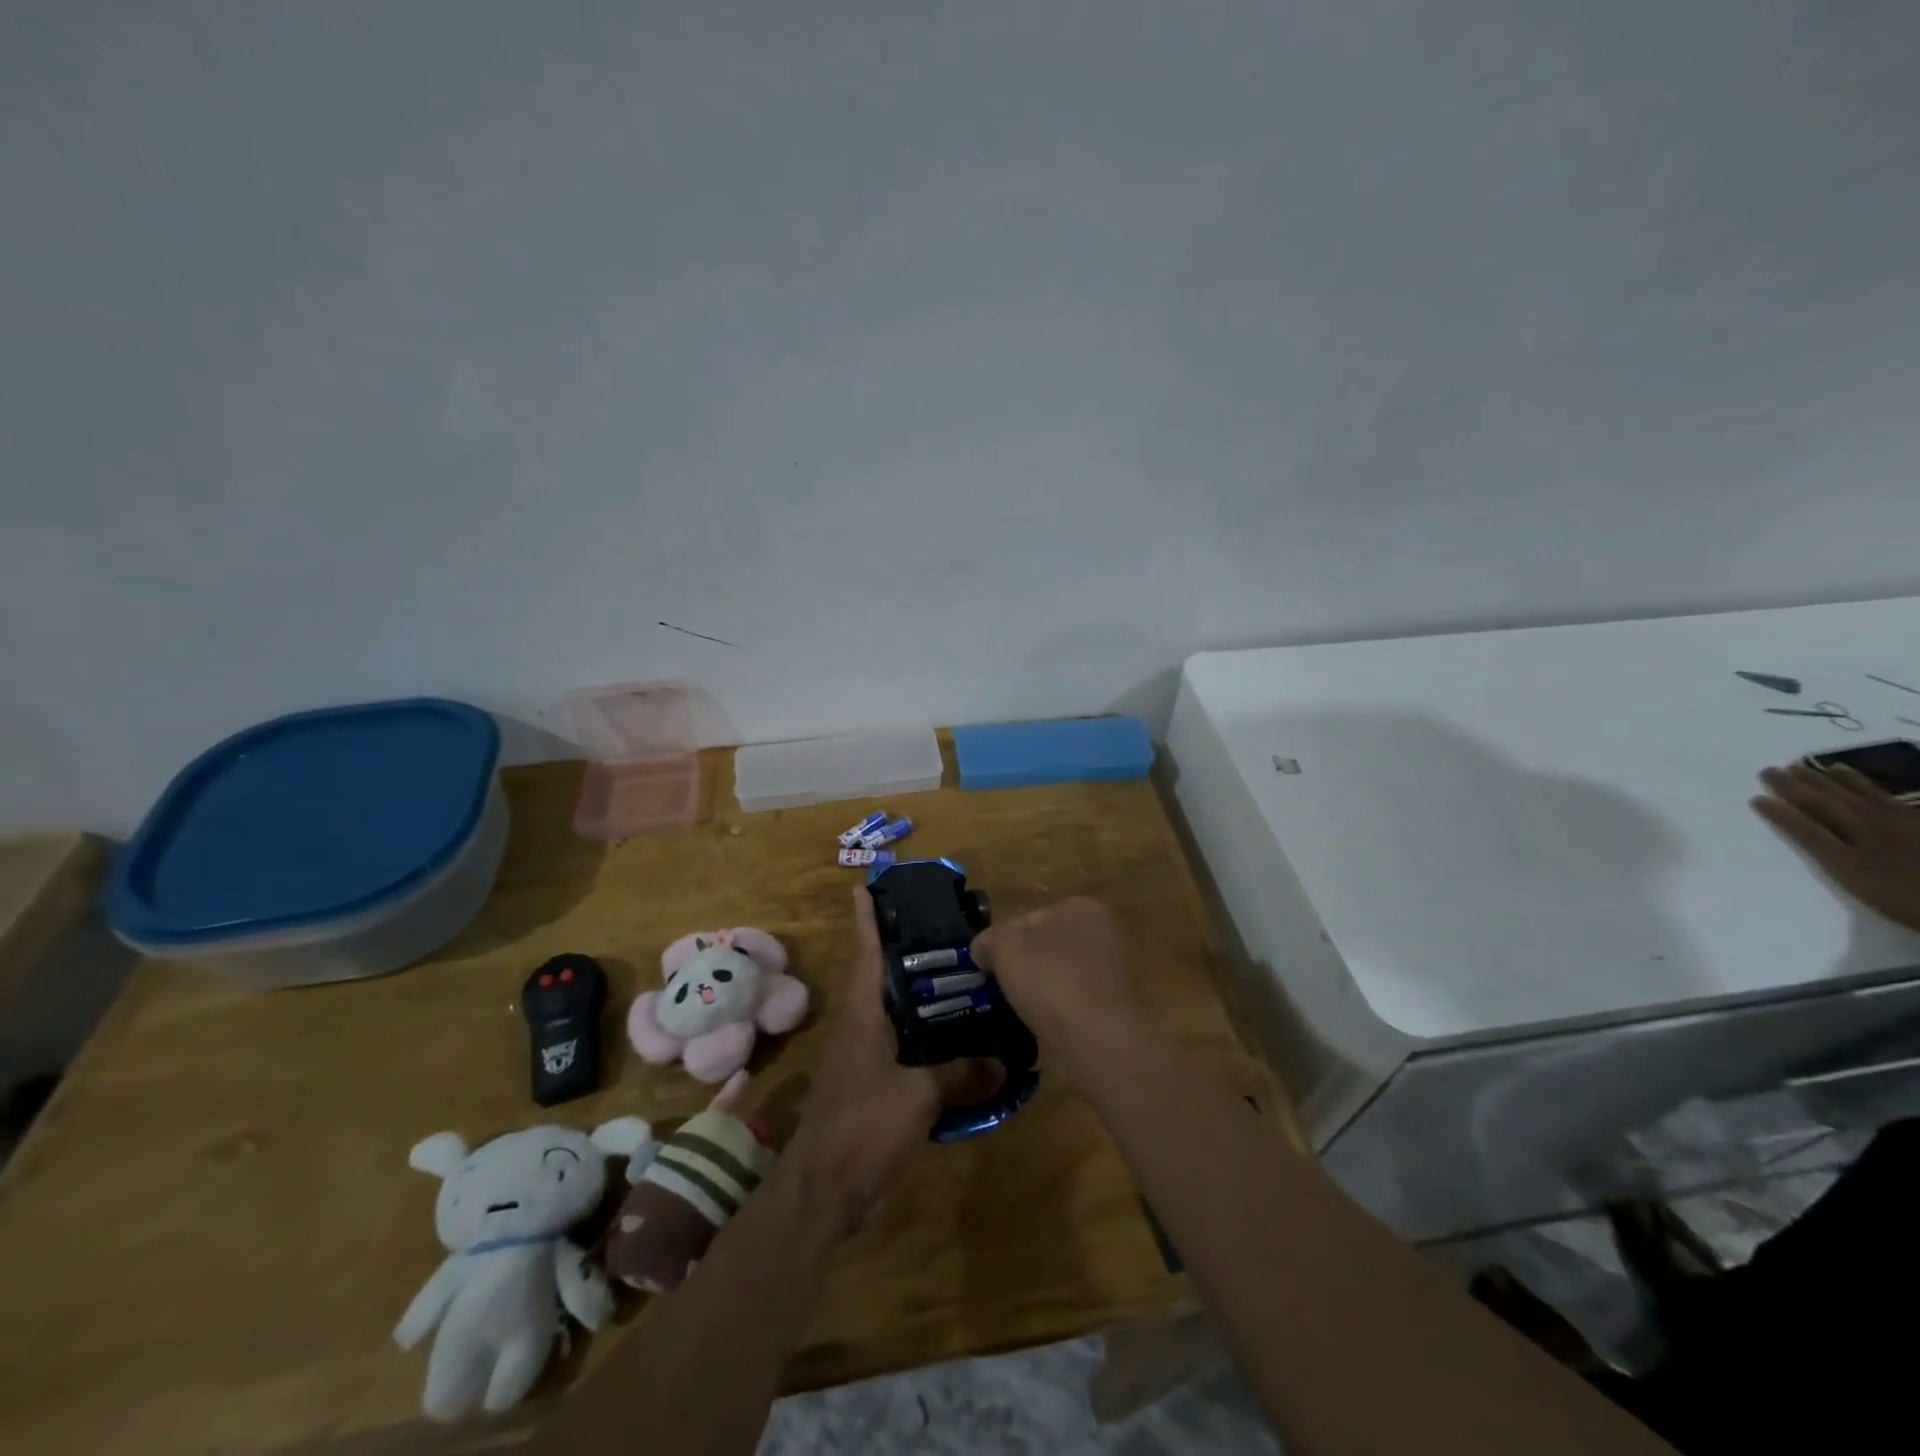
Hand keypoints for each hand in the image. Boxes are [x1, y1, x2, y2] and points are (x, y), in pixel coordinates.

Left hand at [785, 888, 1000, 1235]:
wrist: (824, 1193)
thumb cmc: (861, 1127)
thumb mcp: (916, 1096)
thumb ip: (959, 1074)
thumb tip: (1003, 1063)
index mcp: (862, 1015)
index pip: (866, 953)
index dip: (867, 919)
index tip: (868, 886)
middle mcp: (862, 1028)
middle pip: (886, 979)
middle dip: (910, 953)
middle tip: (950, 932)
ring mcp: (867, 1059)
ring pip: (900, 1016)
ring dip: (926, 1000)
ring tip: (968, 982)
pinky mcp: (877, 1088)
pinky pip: (909, 1052)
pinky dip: (933, 1043)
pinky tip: (965, 1046)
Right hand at [969, 897, 1144, 1085]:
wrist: (1095, 1038)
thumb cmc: (1049, 979)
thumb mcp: (1004, 947)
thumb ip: (988, 941)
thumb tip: (981, 948)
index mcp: (1081, 907)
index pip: (1028, 918)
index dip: (1001, 940)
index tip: (985, 964)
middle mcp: (1102, 933)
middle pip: (1045, 945)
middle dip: (1022, 964)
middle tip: (997, 986)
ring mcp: (1111, 971)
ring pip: (1058, 974)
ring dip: (1038, 988)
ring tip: (1016, 1008)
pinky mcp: (1112, 1005)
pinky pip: (1072, 1000)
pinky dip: (1055, 1009)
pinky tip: (1040, 1023)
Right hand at [1753, 763, 1919, 933]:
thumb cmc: (1911, 904)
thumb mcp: (1870, 896)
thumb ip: (1843, 870)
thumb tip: (1815, 845)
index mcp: (1851, 861)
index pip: (1806, 832)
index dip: (1780, 815)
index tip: (1756, 798)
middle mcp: (1869, 836)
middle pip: (1826, 808)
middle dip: (1795, 788)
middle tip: (1769, 771)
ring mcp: (1897, 825)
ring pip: (1851, 797)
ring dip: (1822, 780)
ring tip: (1800, 765)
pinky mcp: (1917, 819)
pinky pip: (1884, 795)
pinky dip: (1861, 781)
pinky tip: (1846, 772)